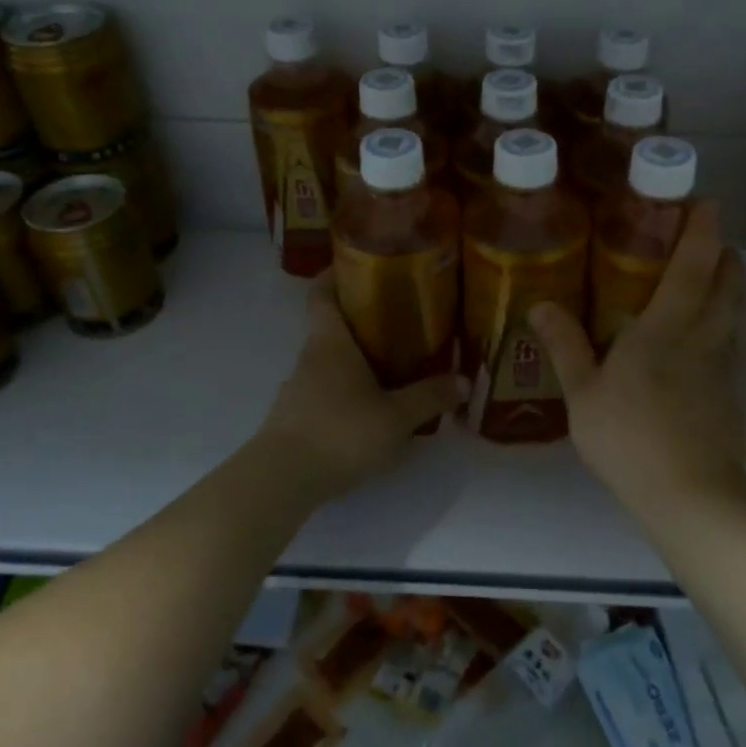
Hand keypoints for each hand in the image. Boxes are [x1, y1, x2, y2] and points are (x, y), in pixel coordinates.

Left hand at [253, 278, 466, 504]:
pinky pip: (324, 390)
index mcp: (330, 341)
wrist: (282, 480)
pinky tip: (369, 408)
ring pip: (328, 361)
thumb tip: (463, 380)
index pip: (321, 293)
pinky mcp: (295, 417)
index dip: (334, 275)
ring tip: (392, 367)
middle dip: (361, 321)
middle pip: (330, 326)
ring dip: (355, 359)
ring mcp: (298, 388)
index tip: (357, 266)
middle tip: (400, 322)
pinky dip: (345, 390)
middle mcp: (310, 357)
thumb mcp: (396, 416)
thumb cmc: (341, 431)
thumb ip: (429, 397)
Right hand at [529, 201, 745, 512]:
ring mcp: (724, 369)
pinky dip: (719, 329)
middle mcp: (704, 337)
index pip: (694, 264)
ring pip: (733, 315)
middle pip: (728, 283)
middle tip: (708, 239)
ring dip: (726, 290)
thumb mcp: (583, 394)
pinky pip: (728, 348)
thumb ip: (565, 346)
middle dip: (723, 254)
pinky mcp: (731, 397)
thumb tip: (540, 305)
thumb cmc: (630, 437)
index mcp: (668, 327)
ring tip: (703, 284)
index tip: (707, 202)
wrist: (691, 497)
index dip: (703, 229)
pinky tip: (695, 349)